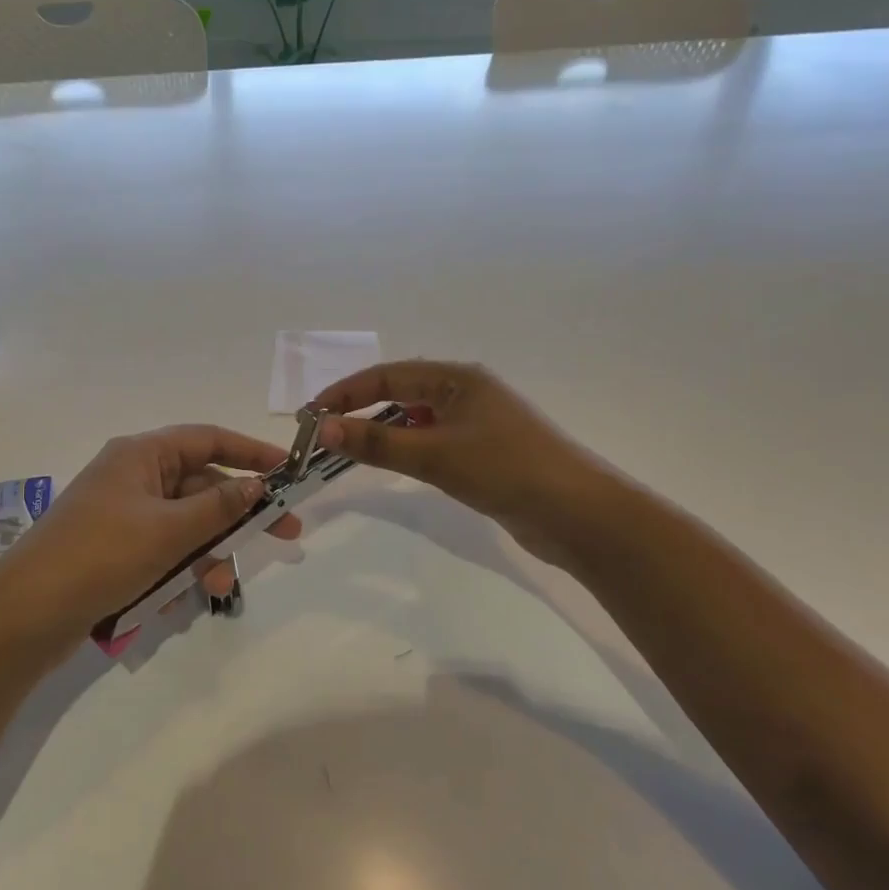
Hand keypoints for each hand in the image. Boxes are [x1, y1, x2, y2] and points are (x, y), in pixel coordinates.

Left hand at [0, 425, 299, 651]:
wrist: (25, 614)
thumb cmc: (100, 555)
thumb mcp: (167, 530)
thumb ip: (218, 507)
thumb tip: (256, 486)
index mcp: (141, 456)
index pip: (207, 439)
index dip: (250, 452)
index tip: (288, 470)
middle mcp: (134, 478)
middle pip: (201, 486)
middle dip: (238, 514)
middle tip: (285, 534)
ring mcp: (124, 516)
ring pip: (185, 525)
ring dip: (207, 553)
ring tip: (219, 587)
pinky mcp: (116, 551)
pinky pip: (163, 552)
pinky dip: (177, 571)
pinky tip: (176, 601)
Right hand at [312, 361, 610, 567]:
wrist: (577, 514)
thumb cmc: (505, 470)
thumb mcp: (435, 454)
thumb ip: (377, 442)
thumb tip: (323, 428)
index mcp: (458, 378)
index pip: (387, 375)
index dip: (346, 392)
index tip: (310, 414)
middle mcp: (467, 393)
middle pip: (401, 393)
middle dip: (361, 410)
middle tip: (324, 436)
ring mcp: (478, 424)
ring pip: (416, 420)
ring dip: (384, 432)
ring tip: (350, 451)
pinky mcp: (484, 453)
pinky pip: (433, 442)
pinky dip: (408, 450)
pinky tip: (396, 466)